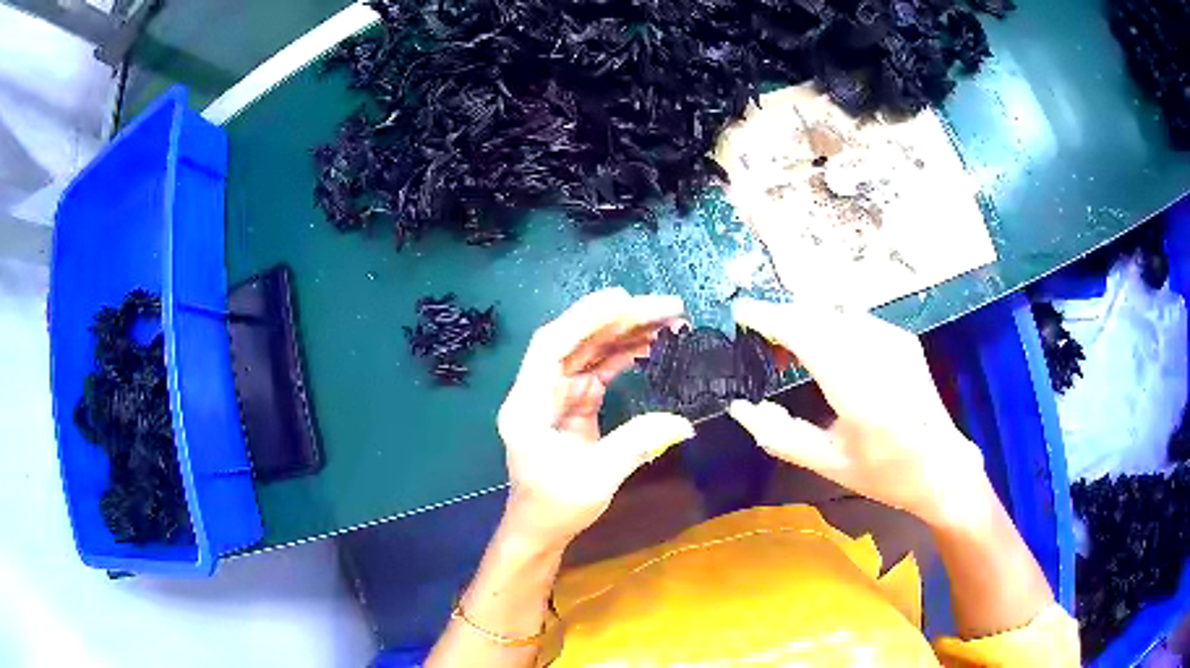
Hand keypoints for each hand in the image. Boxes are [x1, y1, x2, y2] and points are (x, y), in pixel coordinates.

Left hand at [497, 288, 695, 547]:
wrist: (541, 529)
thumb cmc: (555, 506)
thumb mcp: (596, 479)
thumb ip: (637, 445)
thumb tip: (685, 422)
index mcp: (528, 405)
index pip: (551, 346)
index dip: (584, 318)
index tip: (623, 300)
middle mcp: (538, 391)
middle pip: (577, 341)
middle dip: (620, 320)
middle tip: (667, 307)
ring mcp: (557, 395)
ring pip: (590, 351)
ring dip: (626, 333)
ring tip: (669, 322)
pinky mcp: (573, 404)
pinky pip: (599, 369)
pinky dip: (624, 356)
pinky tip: (652, 346)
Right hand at [726, 298, 985, 527]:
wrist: (941, 467)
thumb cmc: (885, 474)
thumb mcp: (828, 465)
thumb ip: (780, 436)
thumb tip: (740, 408)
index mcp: (860, 393)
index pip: (808, 335)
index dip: (771, 318)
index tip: (741, 311)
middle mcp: (879, 356)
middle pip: (820, 315)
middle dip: (784, 316)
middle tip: (760, 334)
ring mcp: (895, 342)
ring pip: (837, 312)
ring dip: (807, 319)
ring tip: (789, 346)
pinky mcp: (902, 338)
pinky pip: (856, 318)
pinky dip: (830, 323)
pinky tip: (825, 347)